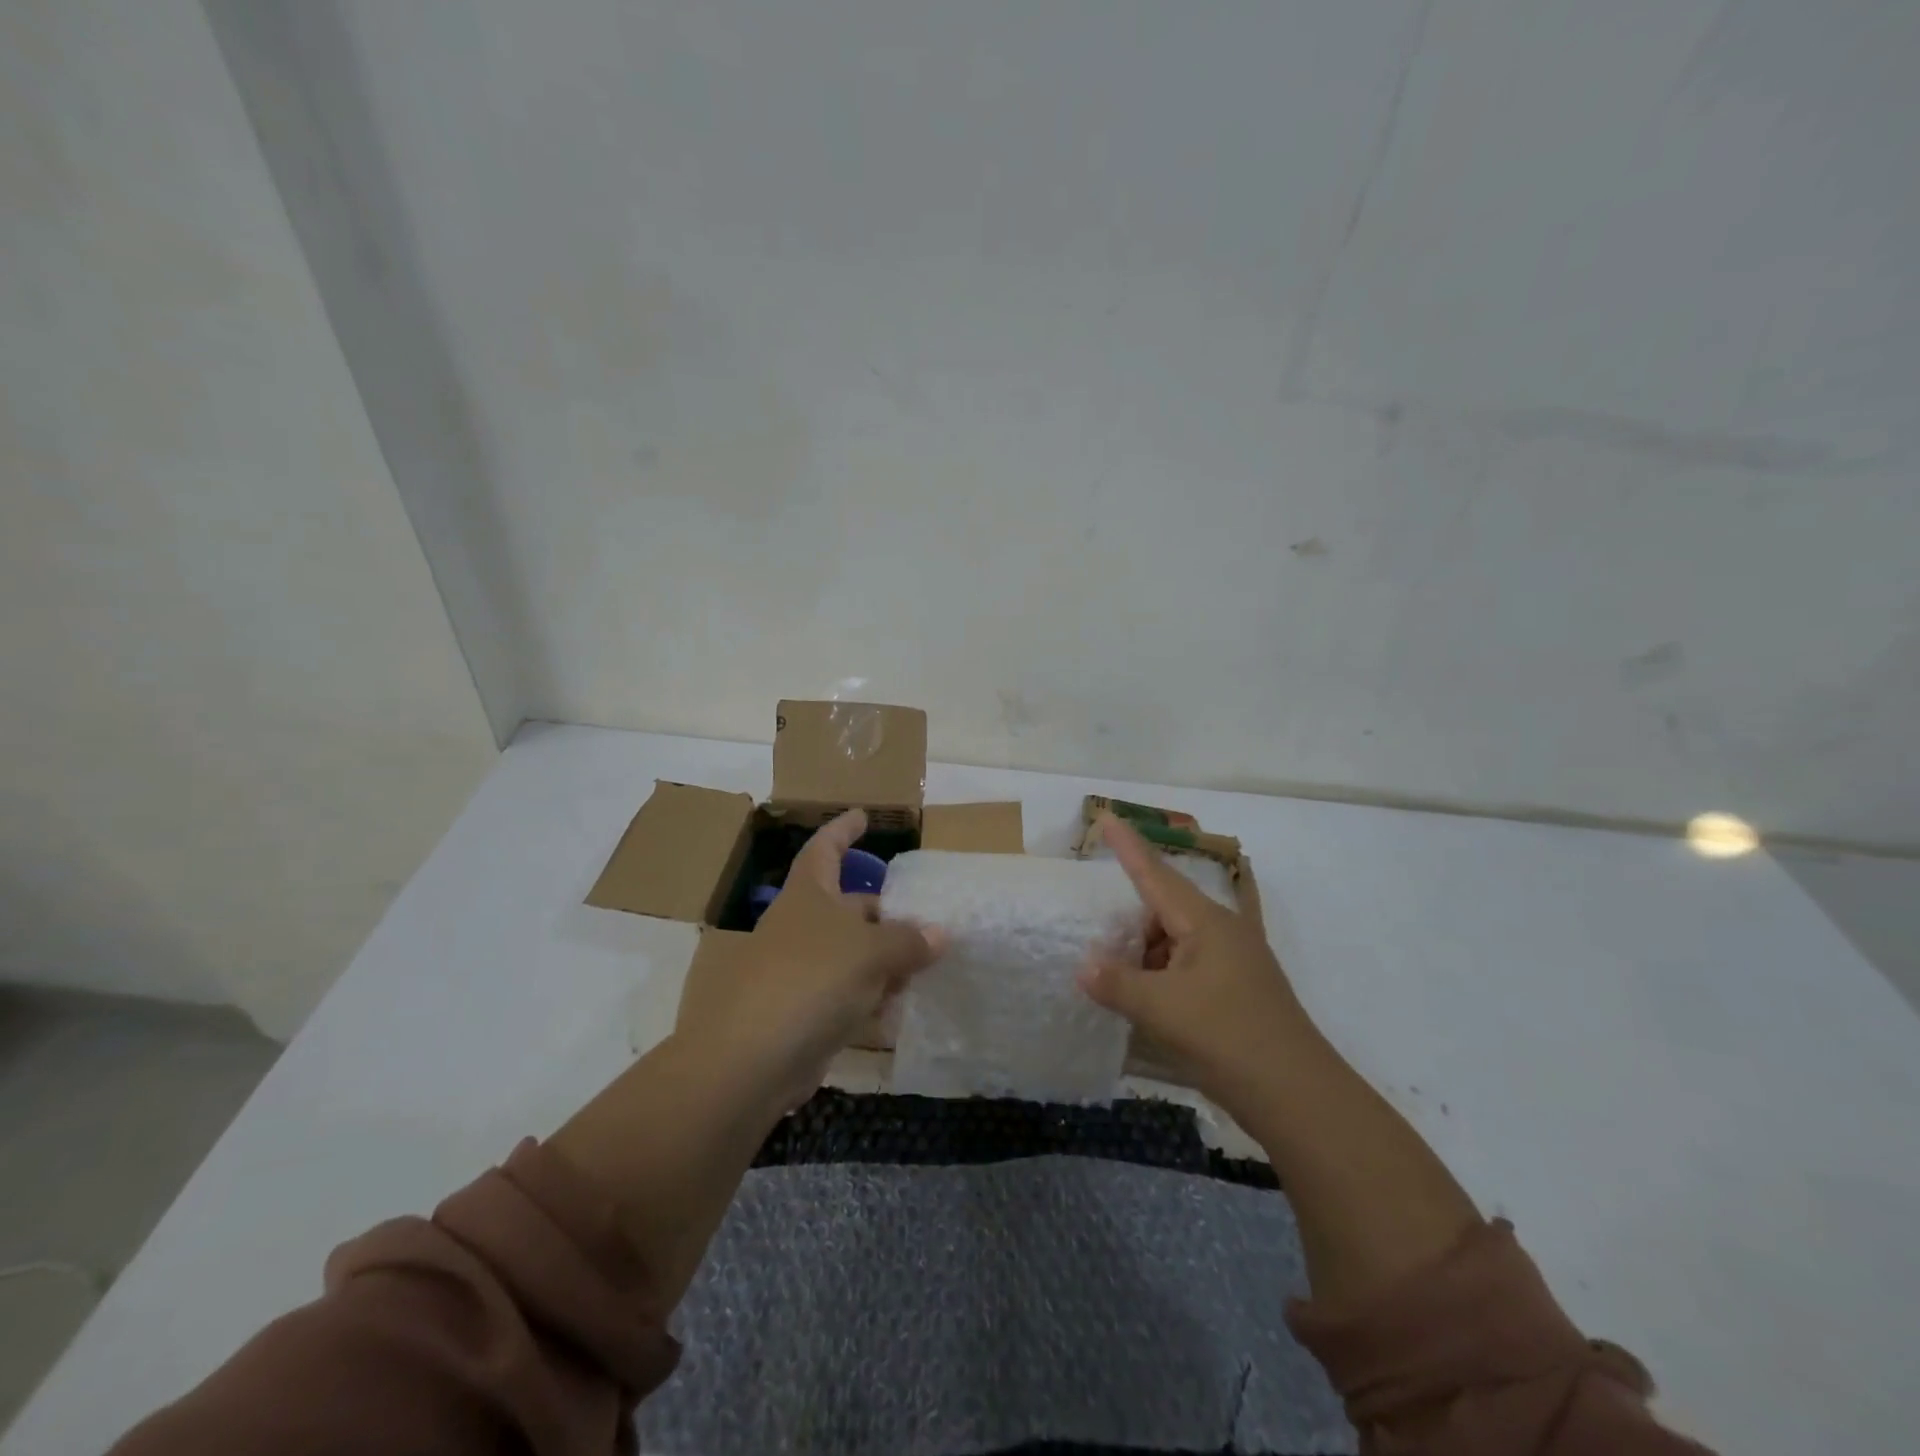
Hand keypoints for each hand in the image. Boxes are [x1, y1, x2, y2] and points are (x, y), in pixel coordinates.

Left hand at [674, 809, 944, 1110]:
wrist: (748, 1061)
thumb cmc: (810, 981)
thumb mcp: (870, 953)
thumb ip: (908, 941)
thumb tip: (939, 934)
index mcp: (808, 895)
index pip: (825, 849)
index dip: (843, 830)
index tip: (864, 816)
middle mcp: (801, 927)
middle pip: (848, 908)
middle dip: (885, 912)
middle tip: (925, 917)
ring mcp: (799, 971)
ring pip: (851, 955)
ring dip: (884, 960)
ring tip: (925, 967)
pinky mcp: (801, 1014)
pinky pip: (844, 996)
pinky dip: (870, 999)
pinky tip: (898, 1010)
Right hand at [1078, 813, 1318, 1103]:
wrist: (1300, 1099)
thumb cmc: (1229, 1038)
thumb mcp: (1162, 1009)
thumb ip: (1117, 984)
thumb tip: (1083, 967)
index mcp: (1206, 923)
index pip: (1156, 874)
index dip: (1128, 846)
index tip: (1106, 816)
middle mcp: (1222, 933)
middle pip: (1162, 912)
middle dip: (1129, 926)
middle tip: (1098, 945)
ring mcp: (1233, 963)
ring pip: (1174, 944)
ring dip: (1145, 959)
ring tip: (1118, 985)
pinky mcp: (1236, 992)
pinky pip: (1187, 970)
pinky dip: (1162, 980)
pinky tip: (1146, 1005)